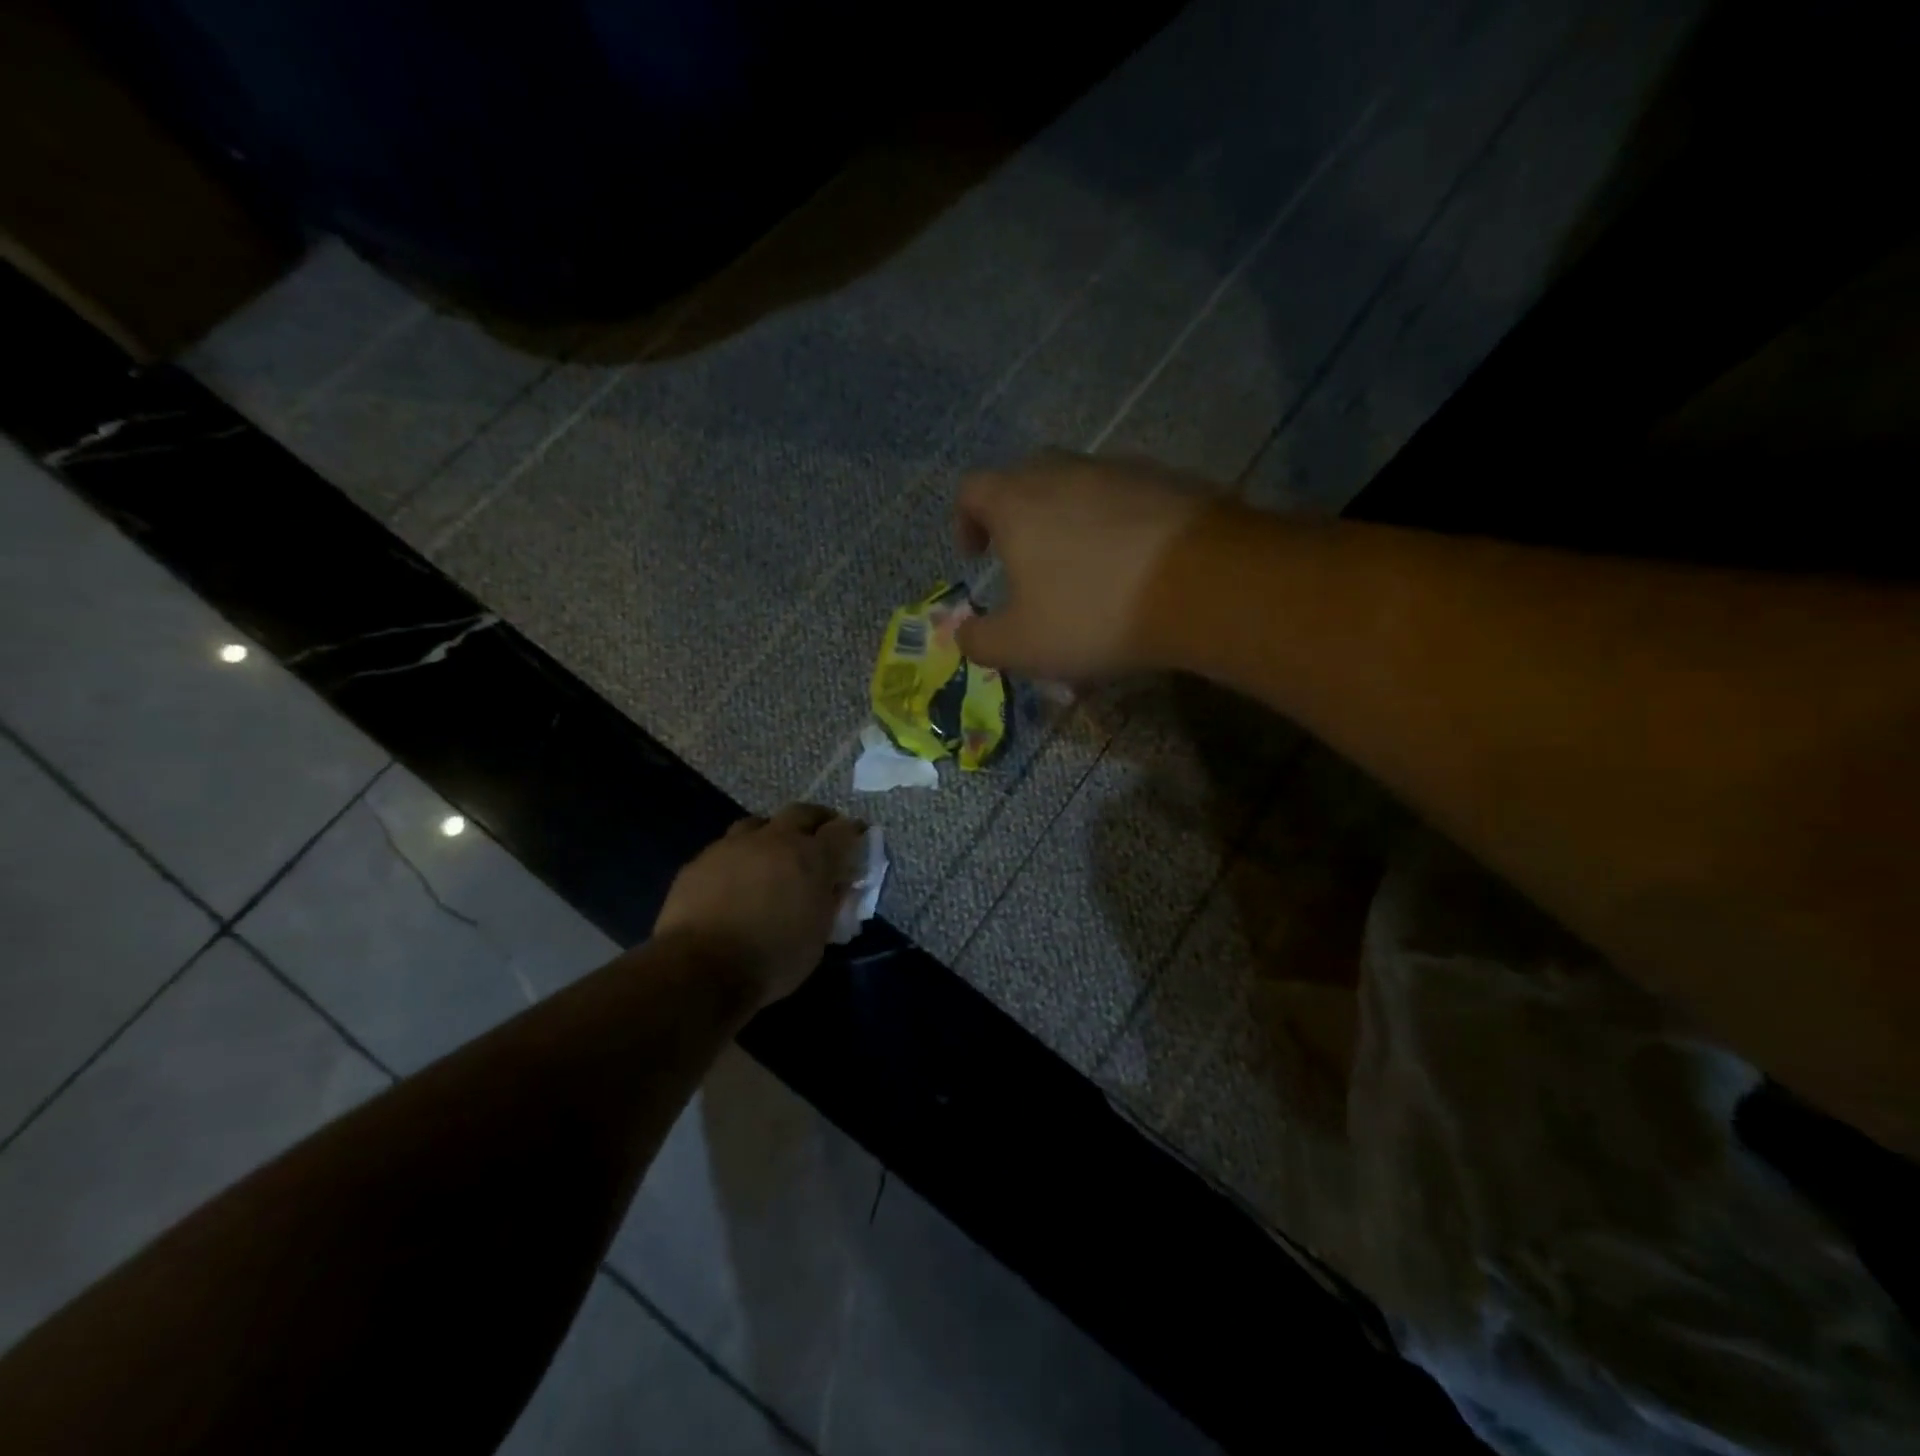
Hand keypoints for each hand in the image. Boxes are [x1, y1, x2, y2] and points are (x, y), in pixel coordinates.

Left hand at [653, 804, 864, 1008]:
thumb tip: (837, 886)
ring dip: (773, 833)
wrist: (700, 969)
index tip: (857, 839)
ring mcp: (734, 846)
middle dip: (815, 820)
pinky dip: (740, 856)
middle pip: (802, 812)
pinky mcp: (701, 860)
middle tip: (819, 836)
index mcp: (812, 858)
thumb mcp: (818, 939)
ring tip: (774, 853)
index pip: (843, 830)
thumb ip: (830, 904)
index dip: (853, 832)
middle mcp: (775, 840)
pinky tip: (737, 877)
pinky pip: (727, 847)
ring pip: (760, 823)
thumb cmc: (772, 960)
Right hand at [953, 451, 1210, 679]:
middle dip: (1018, 517)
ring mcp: (1122, 469)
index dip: (965, 521)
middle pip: (1027, 479)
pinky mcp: (1171, 480)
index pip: (972, 489)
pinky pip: (1128, 498)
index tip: (976, 555)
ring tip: (1085, 570)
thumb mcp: (1021, 645)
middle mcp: (1065, 471)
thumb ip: (980, 641)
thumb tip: (964, 634)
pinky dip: (1118, 525)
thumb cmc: (1092, 613)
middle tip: (1027, 561)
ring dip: (1071, 521)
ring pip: (1081, 487)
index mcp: (1017, 501)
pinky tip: (1134, 566)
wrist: (1202, 584)